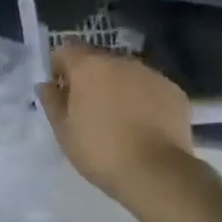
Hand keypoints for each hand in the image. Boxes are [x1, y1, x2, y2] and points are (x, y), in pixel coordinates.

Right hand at [39, 43, 196, 201]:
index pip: (66, 48)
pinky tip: (142, 124)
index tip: (59, 90)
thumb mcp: (63, 131)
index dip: (59, 66)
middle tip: (87, 107)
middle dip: (89, 76)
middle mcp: (122, 61)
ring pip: (126, 72)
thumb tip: (47, 85)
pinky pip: (149, 87)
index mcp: (89, 66)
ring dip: (117, 86)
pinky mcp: (174, 91)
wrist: (156, 173)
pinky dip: (142, 98)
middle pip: (98, 59)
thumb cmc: (100, 150)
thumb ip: (51, 101)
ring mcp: (152, 74)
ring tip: (118, 117)